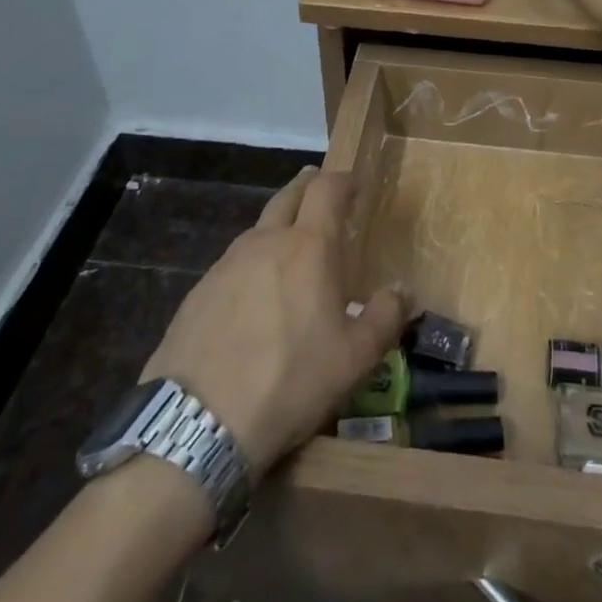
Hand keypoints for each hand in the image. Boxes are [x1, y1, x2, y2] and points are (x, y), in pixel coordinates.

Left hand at [142, 167, 406, 478]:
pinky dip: (254, 261)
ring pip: (259, 227)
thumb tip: (402, 289)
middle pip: (289, 195)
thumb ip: (385, 317)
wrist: (198, 421)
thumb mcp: (355, 359)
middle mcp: (266, 241)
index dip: (343, 180)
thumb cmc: (290, 381)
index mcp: (309, 246)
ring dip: (280, 225)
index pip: (327, 188)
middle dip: (309, 187)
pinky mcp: (199, 290)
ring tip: (293, 248)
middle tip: (323, 196)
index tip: (355, 186)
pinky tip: (256, 293)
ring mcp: (227, 263)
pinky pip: (234, 261)